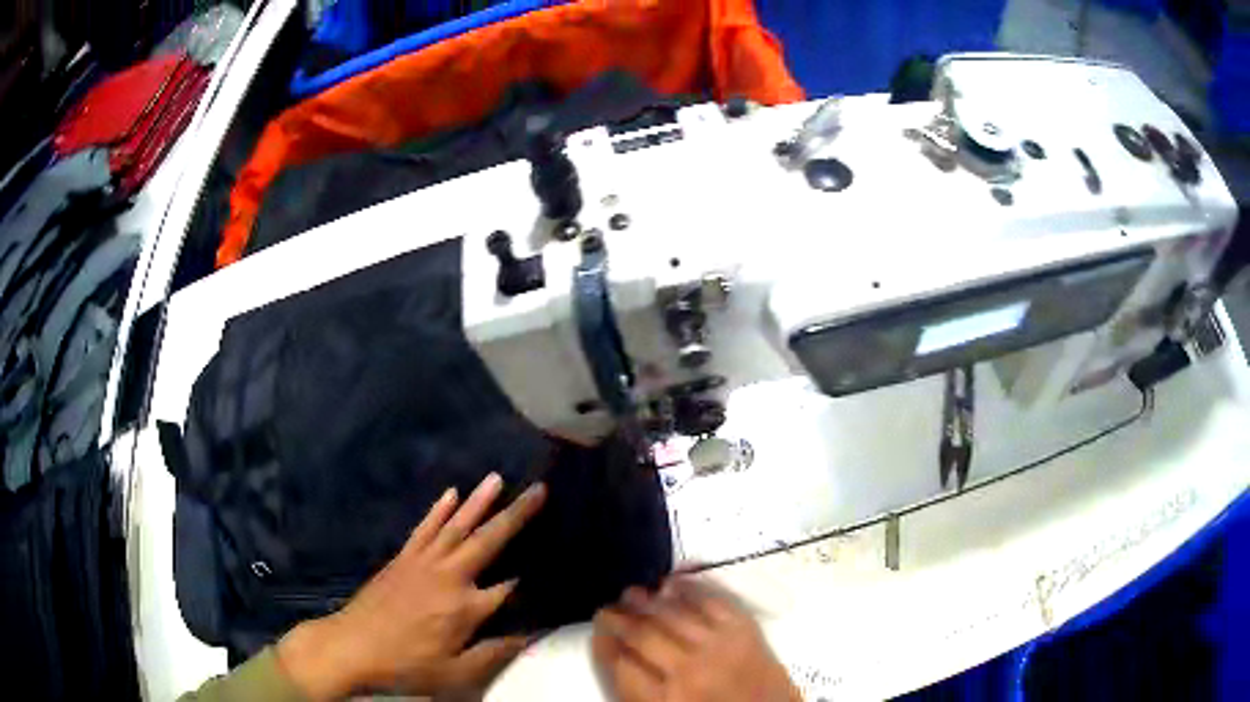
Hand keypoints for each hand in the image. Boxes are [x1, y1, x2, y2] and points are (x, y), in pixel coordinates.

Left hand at [276, 473, 546, 699]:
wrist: (351, 648)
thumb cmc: (407, 665)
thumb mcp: (456, 674)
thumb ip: (494, 653)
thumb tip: (529, 633)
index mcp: (466, 607)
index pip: (511, 586)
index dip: (535, 575)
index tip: (557, 559)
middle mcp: (449, 576)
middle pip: (489, 540)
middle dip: (517, 514)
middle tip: (540, 489)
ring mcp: (423, 562)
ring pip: (457, 525)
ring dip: (479, 500)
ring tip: (498, 477)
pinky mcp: (403, 558)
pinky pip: (425, 527)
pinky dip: (439, 509)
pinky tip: (451, 493)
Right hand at [592, 577, 799, 701]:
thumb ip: (641, 692)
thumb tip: (619, 658)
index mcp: (665, 701)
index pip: (620, 665)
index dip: (603, 645)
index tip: (597, 633)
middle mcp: (687, 671)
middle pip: (642, 636)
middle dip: (618, 620)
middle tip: (607, 609)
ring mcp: (719, 648)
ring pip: (671, 615)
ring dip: (646, 601)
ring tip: (632, 593)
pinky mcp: (745, 632)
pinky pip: (712, 602)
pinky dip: (690, 589)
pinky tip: (674, 582)